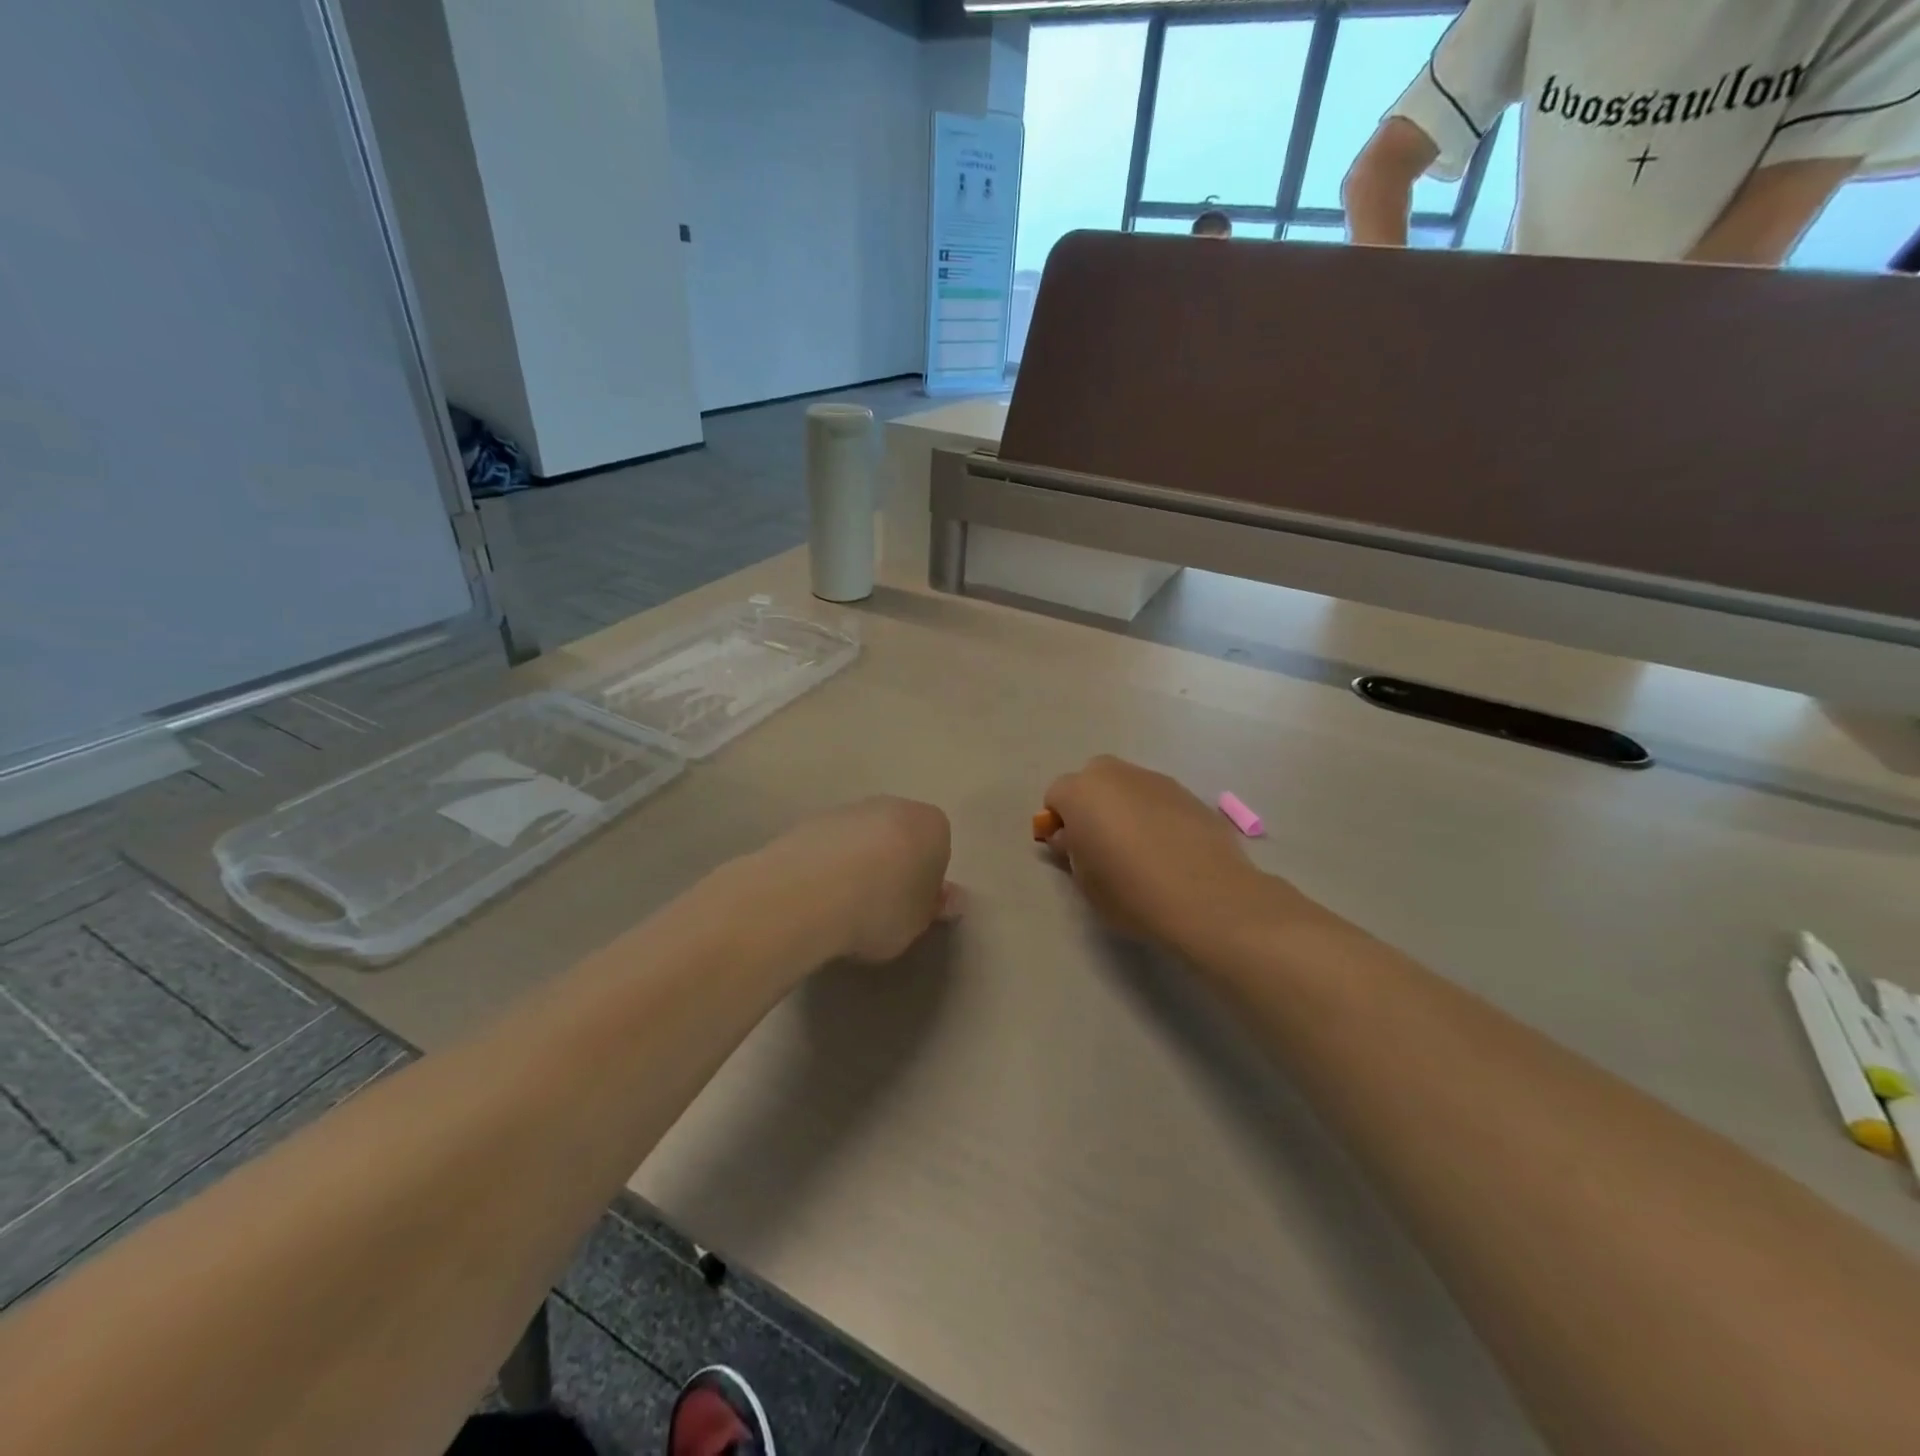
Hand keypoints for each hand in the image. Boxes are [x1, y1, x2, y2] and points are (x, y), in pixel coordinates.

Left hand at [751, 797, 957, 963]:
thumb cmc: (882, 908)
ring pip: (861, 838)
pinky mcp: (809, 821)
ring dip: (857, 863)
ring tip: (843, 905)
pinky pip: (829, 845)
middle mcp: (892, 805)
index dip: (926, 880)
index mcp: (931, 825)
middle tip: (881, 906)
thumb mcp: (918, 923)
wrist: (810, 892)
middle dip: (893, 863)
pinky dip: (827, 865)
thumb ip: (932, 907)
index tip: (913, 908)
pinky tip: (817, 897)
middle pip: (899, 835)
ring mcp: (848, 809)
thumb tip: (947, 900)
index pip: (938, 849)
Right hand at [1043, 756, 1275, 953]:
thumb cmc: (1131, 892)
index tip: (1070, 850)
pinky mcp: (1188, 793)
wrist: (1206, 896)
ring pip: (1128, 786)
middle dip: (1092, 803)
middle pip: (1093, 779)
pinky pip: (1158, 799)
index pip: (1056, 795)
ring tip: (1141, 849)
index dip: (1059, 822)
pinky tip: (1170, 849)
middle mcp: (1116, 775)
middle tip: (1102, 843)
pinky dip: (1156, 815)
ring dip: (1125, 807)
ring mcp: (1156, 780)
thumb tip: (1071, 836)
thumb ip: (1071, 851)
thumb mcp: (1085, 881)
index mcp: (1081, 793)